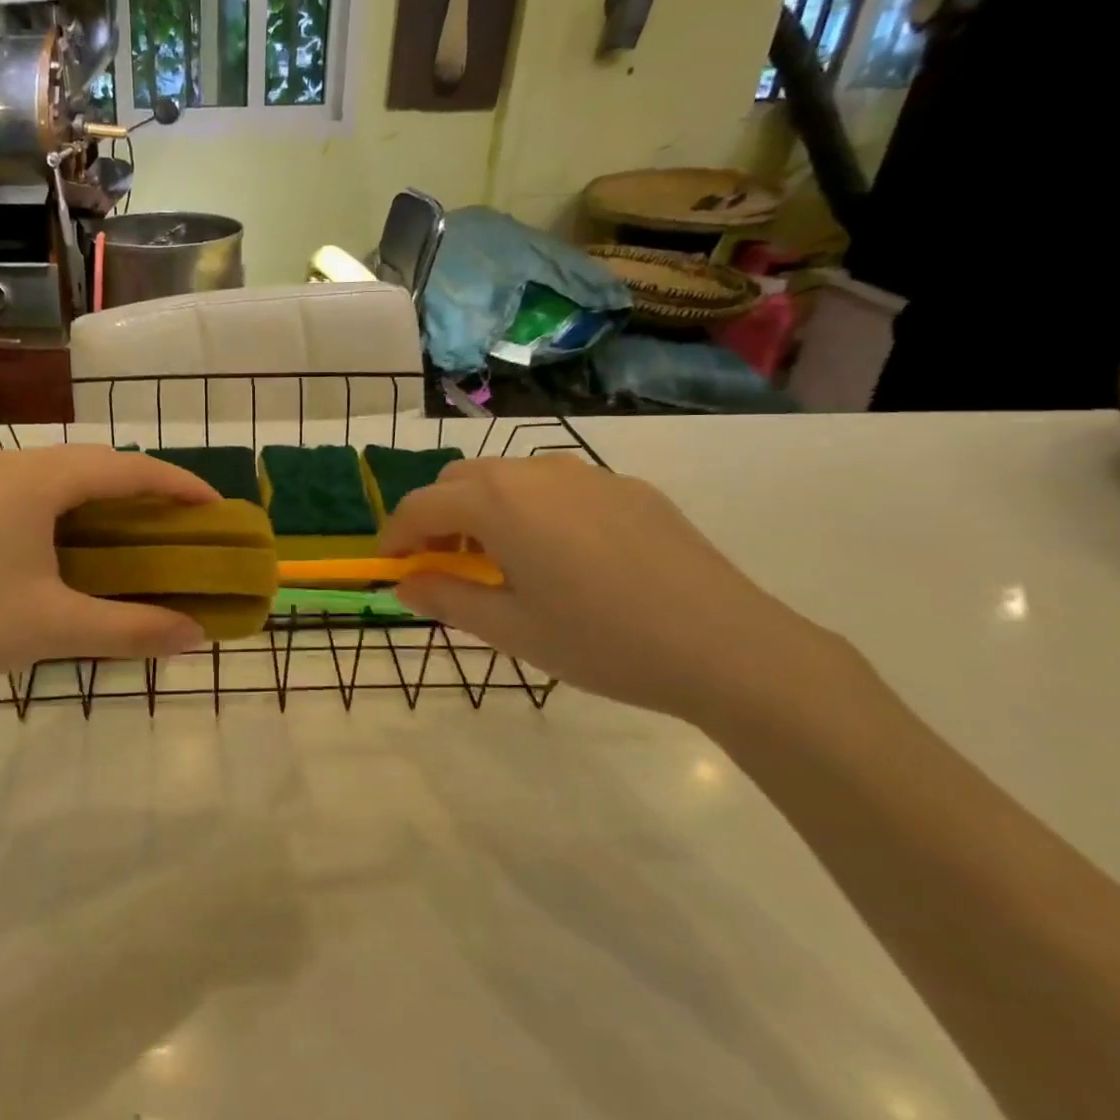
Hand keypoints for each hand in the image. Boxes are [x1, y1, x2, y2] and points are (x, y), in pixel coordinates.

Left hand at [0, 447, 216, 706]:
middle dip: (146, 488)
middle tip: (184, 524)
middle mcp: (12, 463)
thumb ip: (132, 630)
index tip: (218, 509)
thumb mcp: (55, 629)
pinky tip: (78, 538)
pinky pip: (36, 487)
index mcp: (38, 480)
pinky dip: (72, 505)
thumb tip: (196, 635)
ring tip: (139, 530)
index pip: (128, 468)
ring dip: (107, 495)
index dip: (179, 485)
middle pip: (98, 462)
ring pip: (64, 473)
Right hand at [381, 455, 853, 727]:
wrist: (729, 647)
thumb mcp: (510, 630)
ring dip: (484, 509)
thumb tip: (403, 585)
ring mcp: (588, 474)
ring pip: (509, 476)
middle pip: (461, 480)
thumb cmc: (602, 642)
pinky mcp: (628, 487)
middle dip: (438, 516)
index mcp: (498, 503)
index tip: (390, 564)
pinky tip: (563, 557)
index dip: (396, 534)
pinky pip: (558, 486)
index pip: (422, 505)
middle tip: (444, 565)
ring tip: (502, 561)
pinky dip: (533, 509)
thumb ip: (445, 599)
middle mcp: (536, 472)